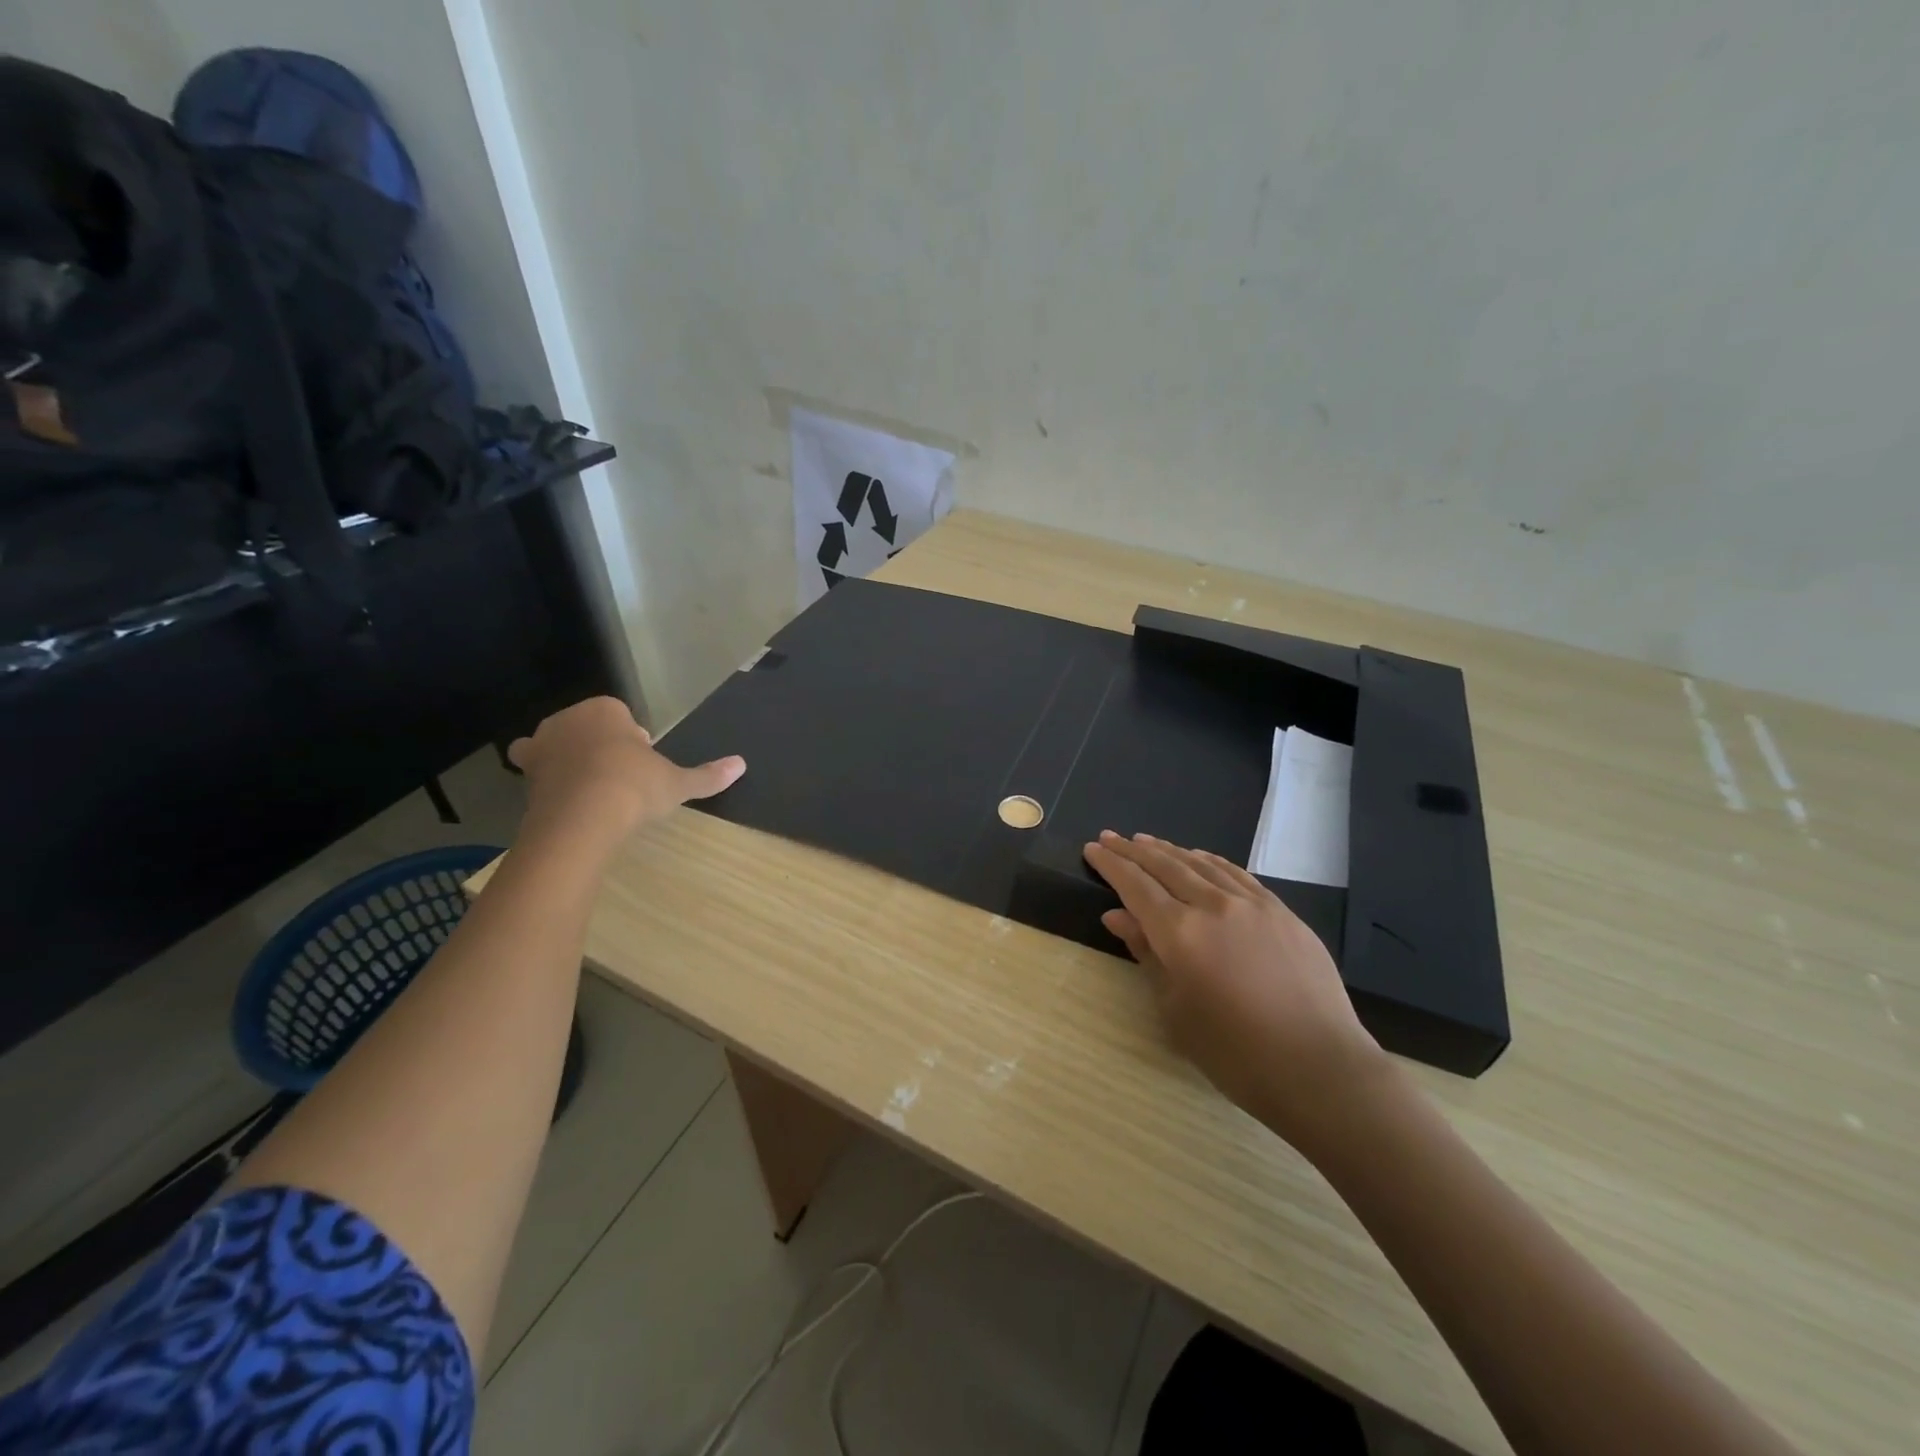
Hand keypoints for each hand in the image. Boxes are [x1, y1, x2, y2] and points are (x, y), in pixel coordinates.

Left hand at [509, 697, 744, 850]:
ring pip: (558, 745)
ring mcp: (542, 745)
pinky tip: (566, 801)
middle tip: (622, 777)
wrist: (582, 818)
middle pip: (588, 727)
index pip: (620, 715)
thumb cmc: (634, 787)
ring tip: (593, 789)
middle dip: (601, 746)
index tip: (644, 763)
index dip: (633, 739)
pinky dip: (547, 781)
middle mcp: (569, 720)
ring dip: (571, 760)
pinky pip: (536, 770)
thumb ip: (707, 775)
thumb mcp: (677, 783)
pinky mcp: (525, 774)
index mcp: (605, 710)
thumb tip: (741, 765)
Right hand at [1083, 831, 1384, 1146]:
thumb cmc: (1235, 1053)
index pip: (1135, 885)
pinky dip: (1211, 861)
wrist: (1319, 1068)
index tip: (1092, 848)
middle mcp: (1214, 905)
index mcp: (1180, 932)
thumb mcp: (1176, 1010)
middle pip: (1165, 865)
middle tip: (1110, 837)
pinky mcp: (1282, 912)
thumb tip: (1117, 916)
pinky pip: (1237, 874)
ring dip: (1169, 850)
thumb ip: (1146, 955)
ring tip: (1146, 841)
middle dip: (1133, 850)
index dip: (1111, 865)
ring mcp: (1252, 904)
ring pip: (1201, 864)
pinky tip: (1200, 858)